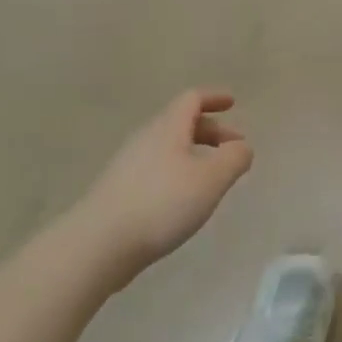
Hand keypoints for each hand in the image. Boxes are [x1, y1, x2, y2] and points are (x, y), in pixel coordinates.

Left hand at [73, 89, 253, 280]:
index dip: (213, 98)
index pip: (191, 100)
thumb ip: (234, 158)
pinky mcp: (120, 190)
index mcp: (168, 129)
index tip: (232, 102)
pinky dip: (179, 170)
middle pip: (180, 123)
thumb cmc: (163, 203)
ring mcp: (128, 165)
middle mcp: (145, 140)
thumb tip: (241, 146)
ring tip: (214, 174)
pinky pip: (157, 167)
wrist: (99, 244)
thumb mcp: (212, 179)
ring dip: (195, 152)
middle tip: (234, 147)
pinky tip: (186, 196)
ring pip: (168, 147)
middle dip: (211, 130)